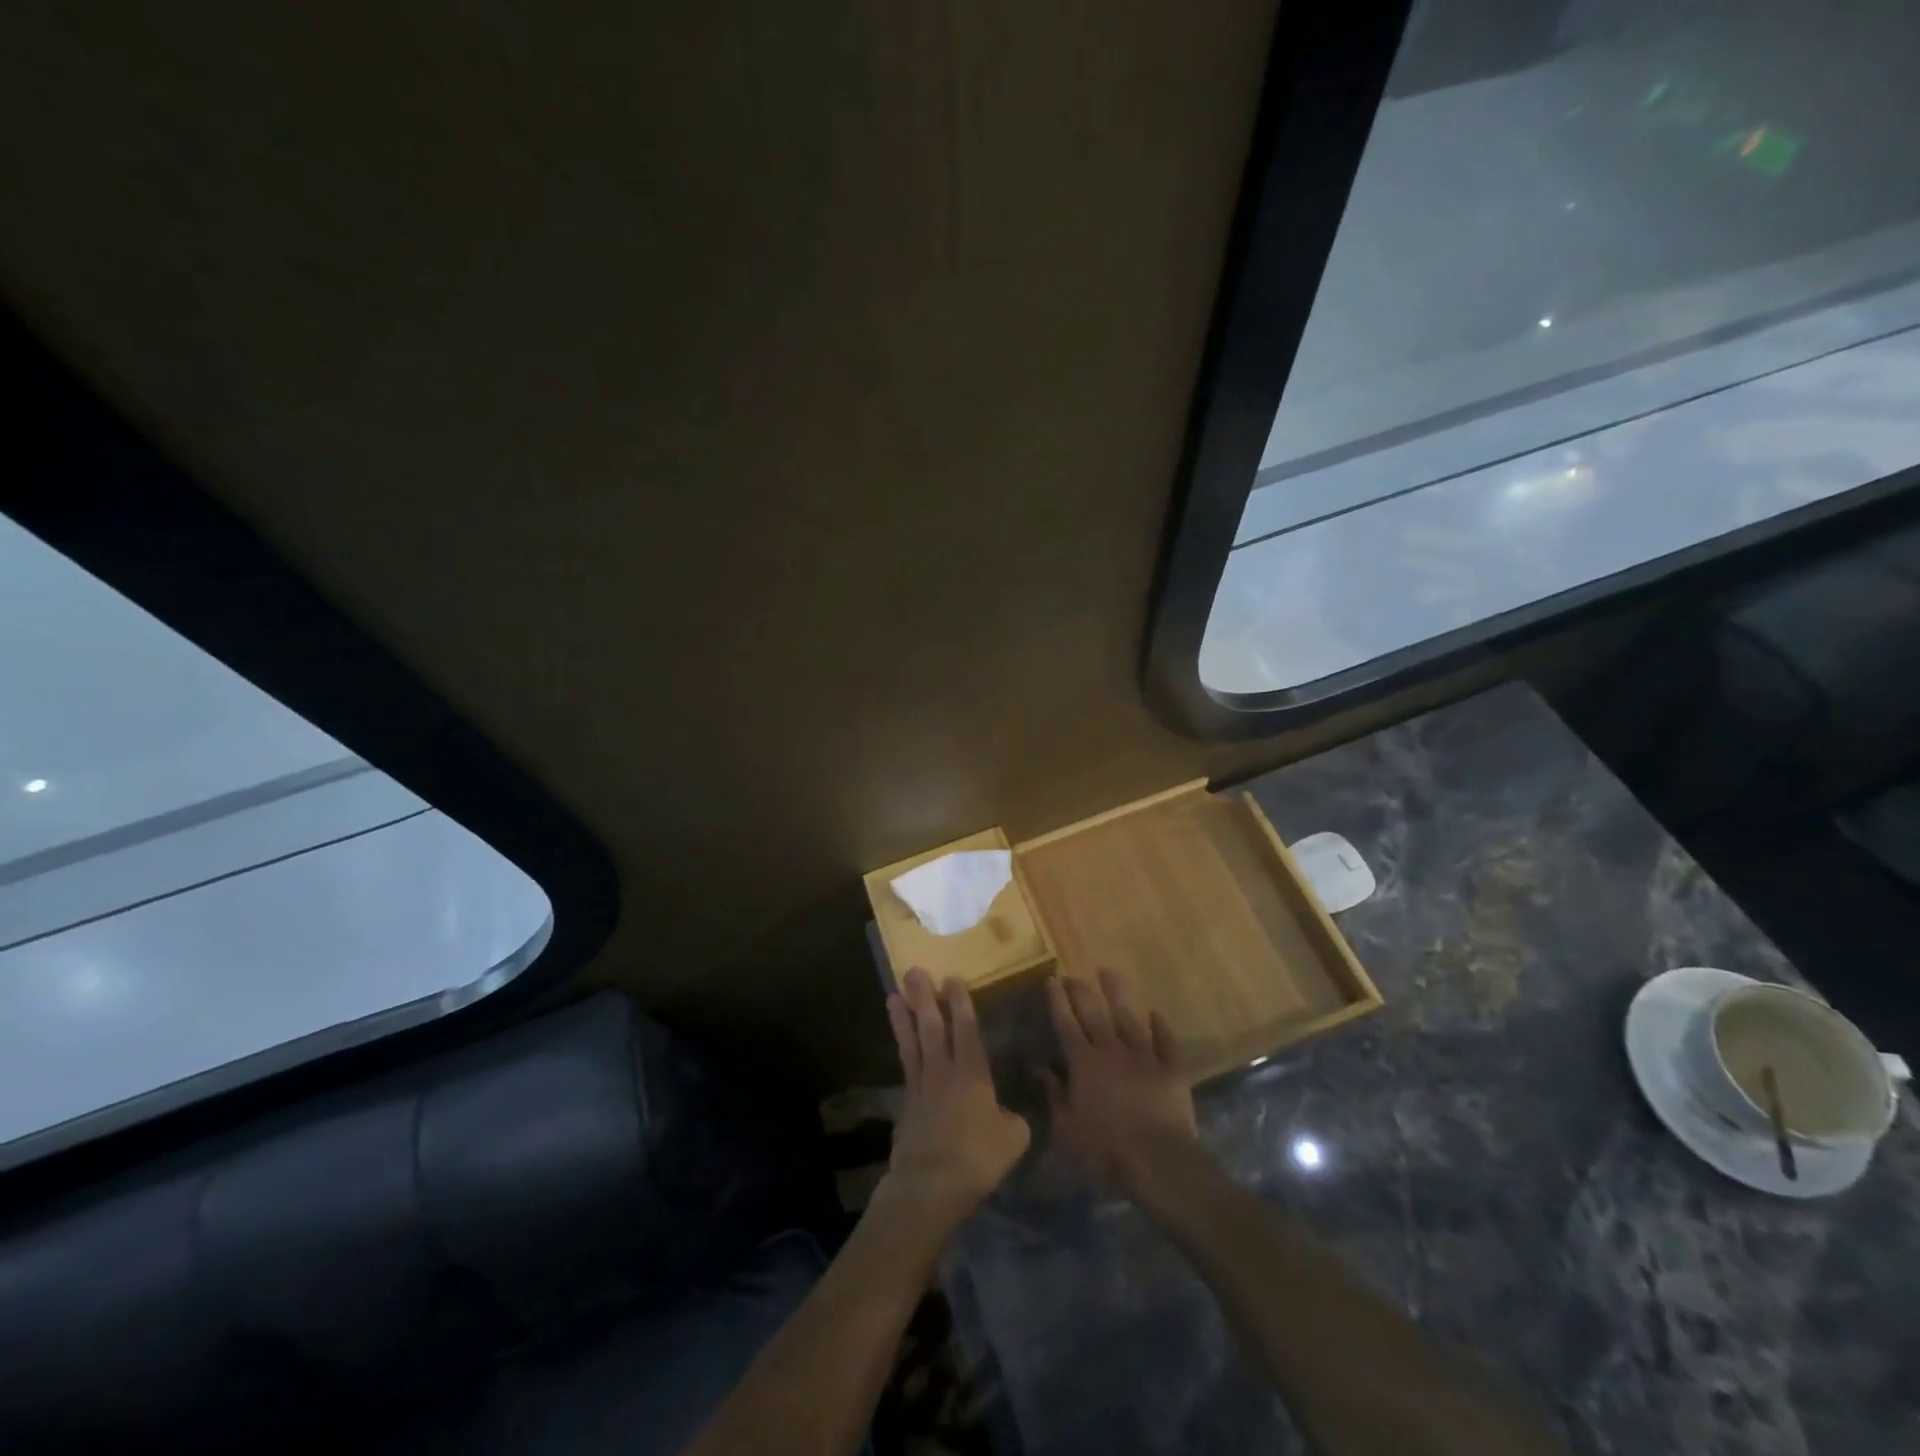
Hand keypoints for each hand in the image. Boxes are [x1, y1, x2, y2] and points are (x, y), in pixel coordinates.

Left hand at [881, 967, 1030, 1230]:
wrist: (930, 1185)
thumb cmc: (977, 1158)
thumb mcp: (1013, 1138)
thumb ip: (1012, 1119)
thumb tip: (1007, 1114)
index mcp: (973, 1074)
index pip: (966, 1029)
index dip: (960, 1002)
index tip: (952, 977)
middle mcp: (944, 1071)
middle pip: (932, 1026)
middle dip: (924, 997)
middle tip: (914, 971)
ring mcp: (920, 1086)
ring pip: (912, 1042)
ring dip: (903, 1016)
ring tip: (894, 993)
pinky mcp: (905, 1104)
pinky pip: (904, 1066)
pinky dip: (900, 1048)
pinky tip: (899, 1040)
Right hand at [1041, 970, 1197, 1202]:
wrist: (1159, 1162)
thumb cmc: (1106, 1150)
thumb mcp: (1067, 1131)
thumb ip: (1054, 1097)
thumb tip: (1040, 1071)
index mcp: (1084, 1064)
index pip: (1066, 1024)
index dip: (1057, 1001)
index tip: (1052, 980)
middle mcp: (1112, 1051)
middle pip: (1094, 1013)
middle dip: (1080, 991)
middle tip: (1072, 975)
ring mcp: (1144, 1057)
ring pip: (1128, 1018)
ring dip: (1117, 994)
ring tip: (1108, 972)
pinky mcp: (1172, 1069)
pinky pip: (1166, 1042)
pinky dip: (1160, 1027)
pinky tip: (1155, 1013)